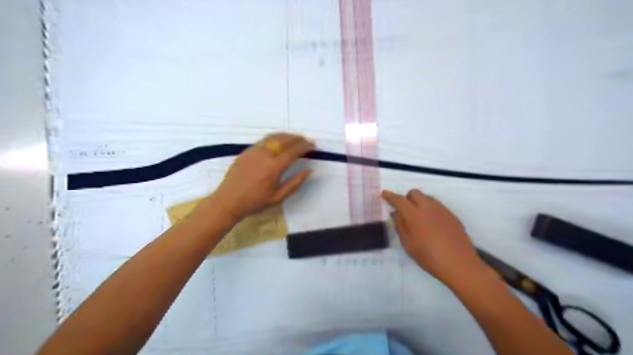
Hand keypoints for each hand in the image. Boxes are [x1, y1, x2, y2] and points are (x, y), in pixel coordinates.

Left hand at [210, 134, 312, 219]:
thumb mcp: (278, 197)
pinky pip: (264, 140)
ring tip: (295, 138)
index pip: (293, 151)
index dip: (305, 146)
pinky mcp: (246, 151)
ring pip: (273, 137)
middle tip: (306, 140)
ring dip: (287, 136)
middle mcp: (264, 155)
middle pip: (284, 140)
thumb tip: (309, 170)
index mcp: (273, 168)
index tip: (313, 144)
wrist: (228, 200)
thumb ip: (295, 183)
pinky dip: (275, 138)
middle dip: (297, 138)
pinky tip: (278, 142)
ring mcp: (254, 151)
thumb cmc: (254, 202)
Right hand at [383, 188, 484, 285]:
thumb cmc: (429, 257)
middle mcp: (428, 207)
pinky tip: (431, 224)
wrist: (460, 265)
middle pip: (414, 193)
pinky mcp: (452, 215)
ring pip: (426, 197)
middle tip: (403, 211)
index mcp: (415, 215)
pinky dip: (429, 208)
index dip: (390, 196)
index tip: (384, 194)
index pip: (399, 200)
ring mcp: (442, 210)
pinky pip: (436, 205)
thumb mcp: (408, 244)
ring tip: (418, 218)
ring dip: (418, 202)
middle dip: (406, 198)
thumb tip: (396, 213)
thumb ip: (400, 226)